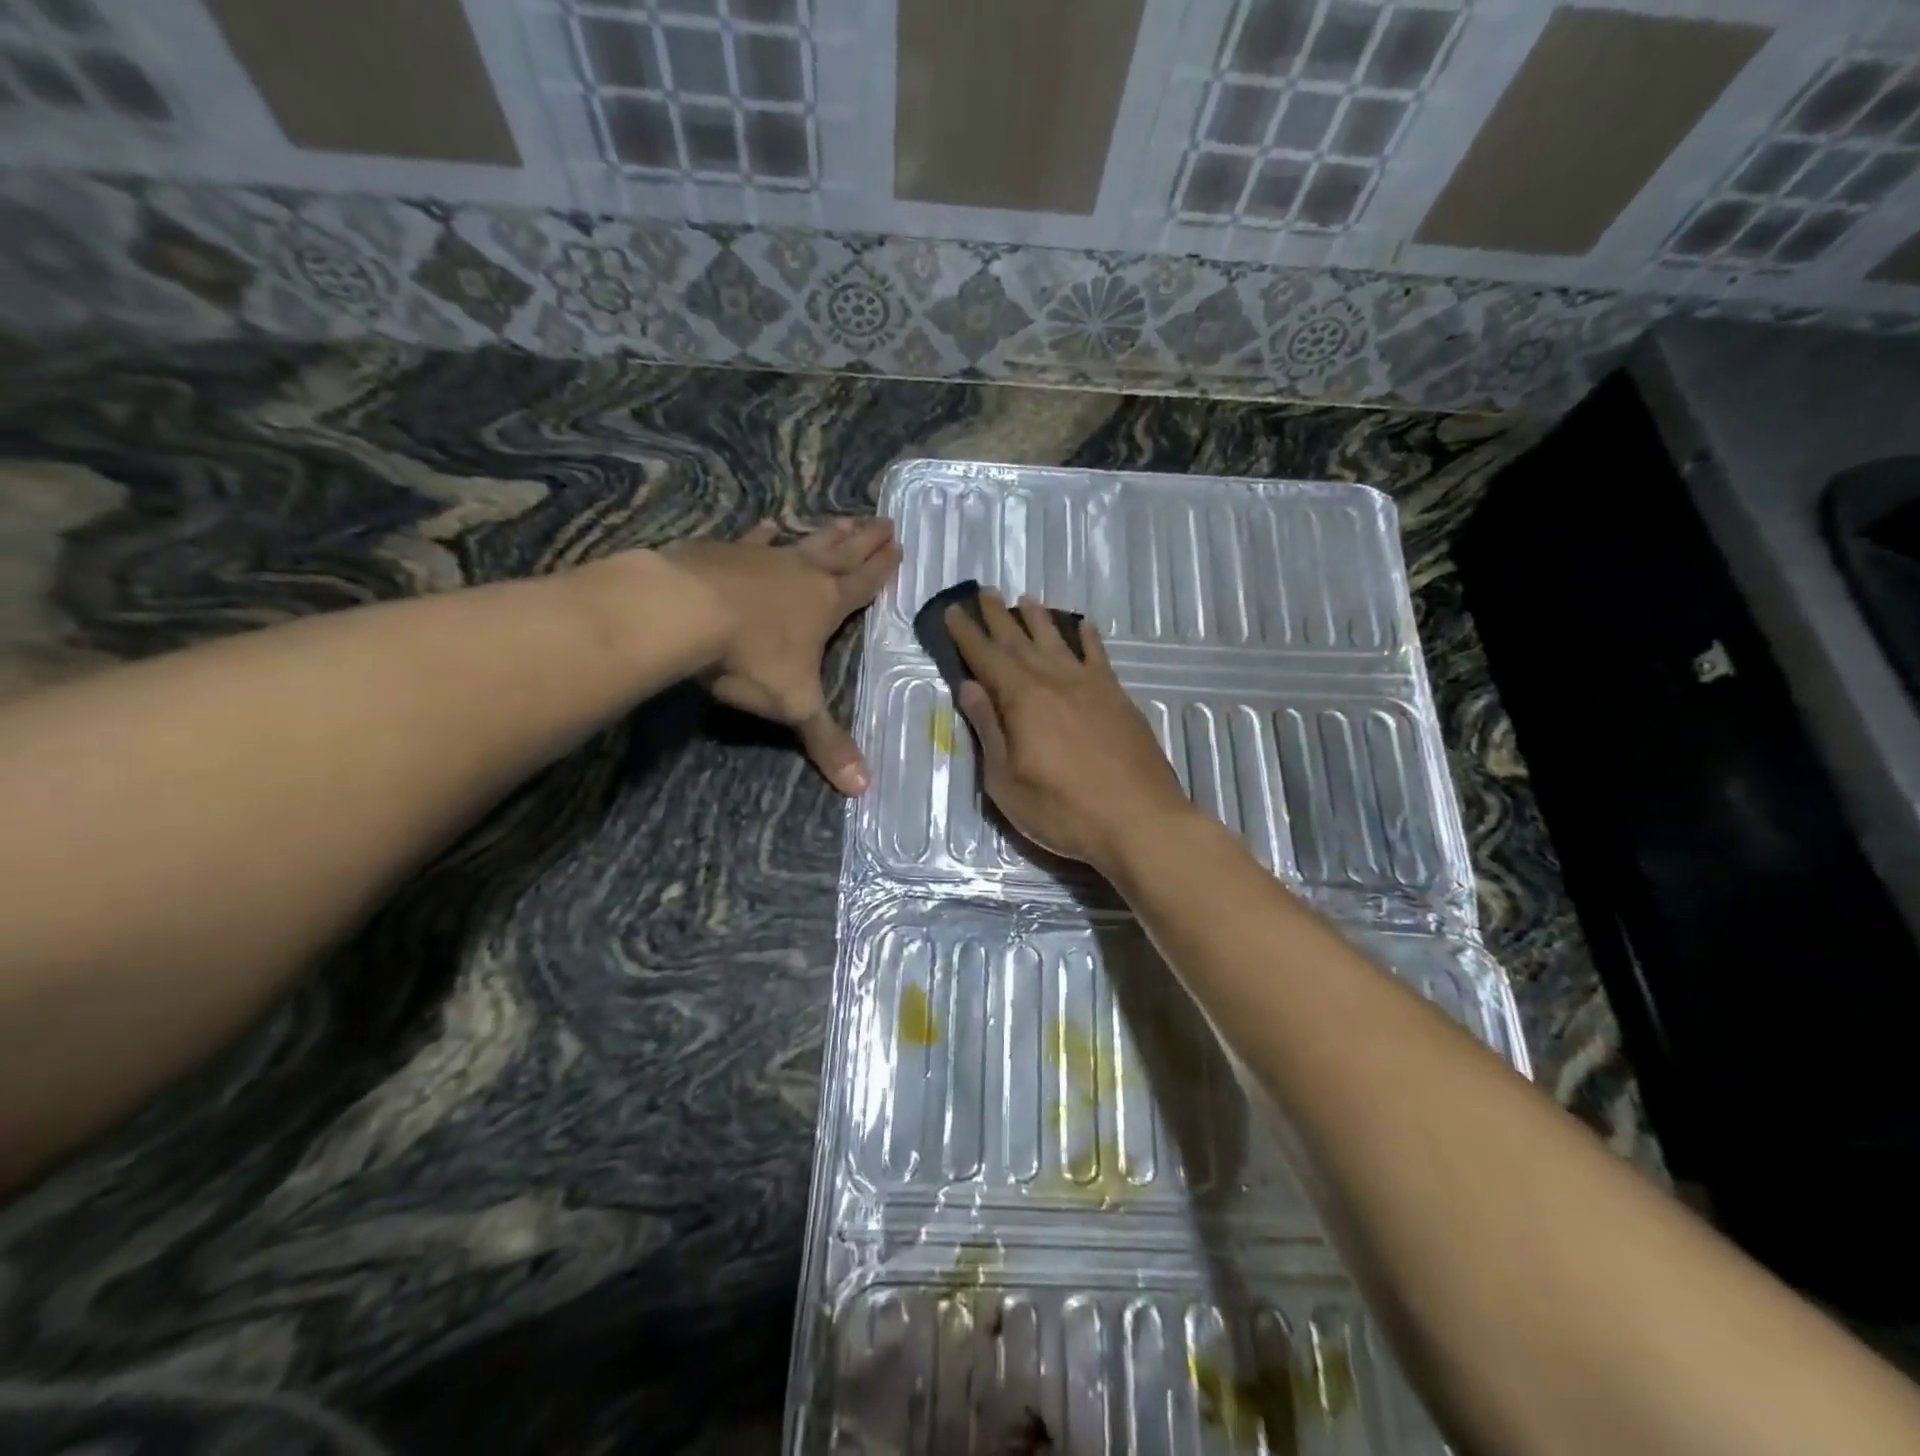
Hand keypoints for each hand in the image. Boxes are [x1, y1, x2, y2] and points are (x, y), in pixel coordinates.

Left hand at [669, 518, 900, 793]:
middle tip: (886, 520)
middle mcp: (801, 574)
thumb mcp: (795, 705)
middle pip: (842, 553)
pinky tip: (769, 524)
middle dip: (865, 540)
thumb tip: (863, 789)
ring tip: (844, 518)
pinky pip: (752, 539)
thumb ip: (827, 743)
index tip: (899, 546)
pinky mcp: (724, 552)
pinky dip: (763, 533)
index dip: (882, 569)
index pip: (864, 585)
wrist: (684, 612)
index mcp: (826, 605)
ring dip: (826, 532)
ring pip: (804, 541)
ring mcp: (762, 558)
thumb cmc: (750, 658)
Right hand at [947, 590, 1192, 873]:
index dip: (967, 634)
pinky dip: (1088, 639)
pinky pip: (1099, 657)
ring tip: (1026, 599)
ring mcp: (1091, 687)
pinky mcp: (1119, 699)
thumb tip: (970, 686)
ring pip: (1058, 642)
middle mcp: (1055, 681)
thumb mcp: (1006, 780)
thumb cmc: (1062, 810)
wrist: (1139, 820)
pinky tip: (1083, 626)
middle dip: (999, 617)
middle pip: (1020, 641)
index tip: (954, 611)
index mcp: (1022, 699)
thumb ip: (988, 730)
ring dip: (1039, 619)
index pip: (986, 658)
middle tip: (985, 592)